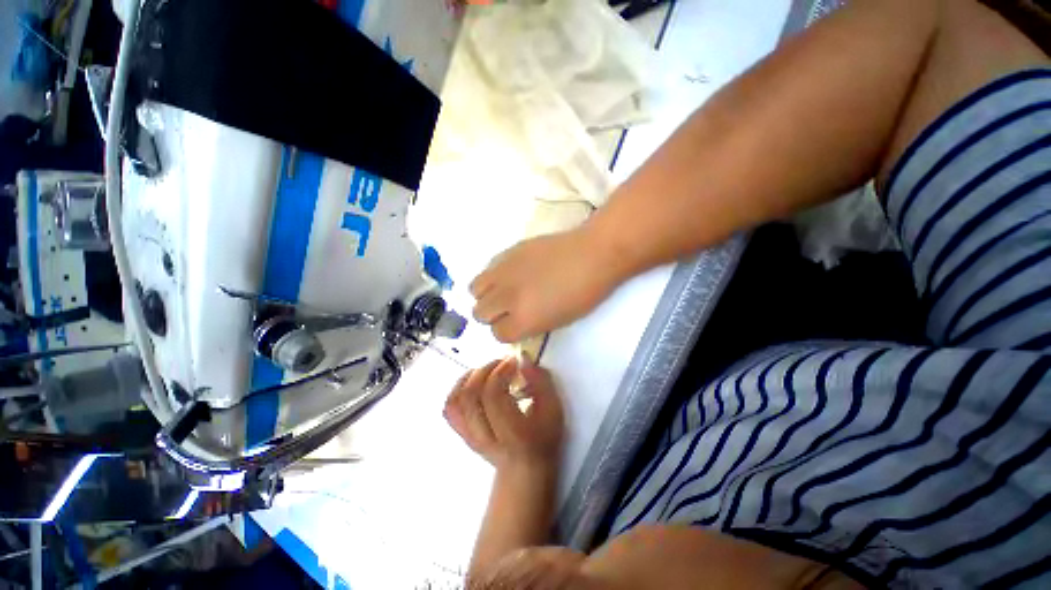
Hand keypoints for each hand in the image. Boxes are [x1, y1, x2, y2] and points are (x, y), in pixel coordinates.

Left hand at [443, 357, 563, 469]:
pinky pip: (450, 407)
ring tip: (488, 370)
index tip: (513, 361)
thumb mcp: (553, 410)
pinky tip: (474, 381)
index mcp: (511, 434)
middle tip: (501, 363)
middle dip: (485, 370)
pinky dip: (458, 388)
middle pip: (470, 396)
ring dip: (470, 377)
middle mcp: (485, 437)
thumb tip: (523, 359)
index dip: (500, 372)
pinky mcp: (462, 432)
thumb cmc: (543, 438)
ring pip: (456, 400)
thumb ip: (541, 382)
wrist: (524, 469)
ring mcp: (469, 436)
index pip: (493, 396)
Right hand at [470, 228, 621, 342]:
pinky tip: (510, 274)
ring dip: (486, 295)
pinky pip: (487, 268)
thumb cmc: (584, 293)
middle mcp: (506, 297)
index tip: (516, 326)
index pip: (498, 334)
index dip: (507, 332)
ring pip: (474, 289)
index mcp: (523, 320)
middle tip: (508, 310)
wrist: (592, 255)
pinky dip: (493, 276)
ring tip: (503, 291)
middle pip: (479, 313)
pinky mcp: (507, 252)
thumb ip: (529, 324)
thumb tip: (514, 320)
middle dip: (492, 315)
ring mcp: (504, 271)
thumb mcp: (558, 321)